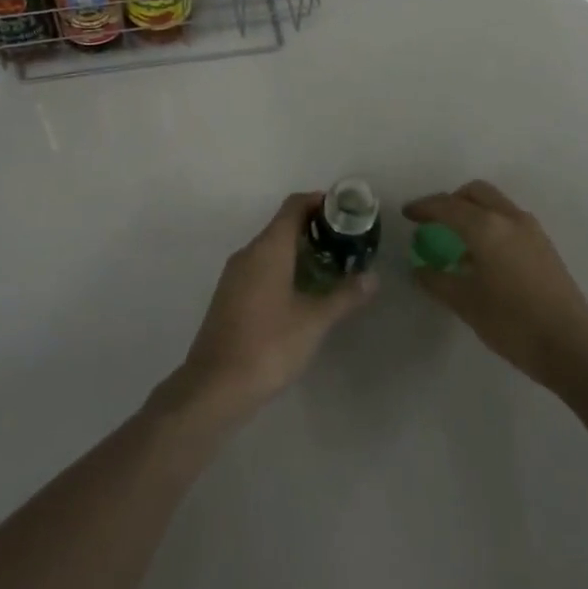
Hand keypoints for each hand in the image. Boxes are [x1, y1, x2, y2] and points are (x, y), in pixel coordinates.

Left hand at [178, 192, 377, 414]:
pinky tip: (302, 293)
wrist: (215, 386)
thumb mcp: (314, 321)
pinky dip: (283, 268)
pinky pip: (260, 268)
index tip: (345, 211)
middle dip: (314, 229)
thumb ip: (344, 296)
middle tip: (346, 243)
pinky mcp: (229, 296)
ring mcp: (235, 275)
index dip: (319, 202)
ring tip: (331, 268)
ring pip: (271, 248)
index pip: (294, 206)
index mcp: (268, 248)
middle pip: (282, 225)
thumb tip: (373, 277)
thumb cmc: (269, 345)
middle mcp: (248, 253)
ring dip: (299, 251)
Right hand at [403, 180, 587, 388]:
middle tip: (433, 221)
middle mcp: (509, 218)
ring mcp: (531, 230)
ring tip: (457, 240)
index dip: (424, 208)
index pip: (447, 206)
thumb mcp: (466, 303)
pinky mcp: (544, 246)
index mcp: (486, 227)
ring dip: (473, 211)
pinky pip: (509, 221)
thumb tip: (419, 269)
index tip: (407, 214)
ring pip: (495, 204)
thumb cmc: (512, 323)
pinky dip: (490, 225)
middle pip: (475, 192)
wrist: (572, 346)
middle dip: (451, 201)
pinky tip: (483, 257)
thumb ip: (437, 281)